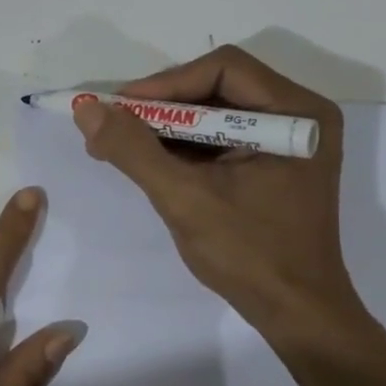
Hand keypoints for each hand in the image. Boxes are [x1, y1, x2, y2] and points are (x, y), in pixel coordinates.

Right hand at [72, 45, 380, 356]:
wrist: (297, 316)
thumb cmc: (250, 255)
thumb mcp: (185, 198)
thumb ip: (133, 150)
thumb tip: (86, 109)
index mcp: (297, 113)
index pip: (222, 69)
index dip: (165, 84)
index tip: (119, 109)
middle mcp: (299, 115)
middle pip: (217, 86)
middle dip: (161, 108)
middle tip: (113, 125)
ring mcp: (288, 141)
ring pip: (214, 112)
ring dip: (166, 128)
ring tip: (118, 145)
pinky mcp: (273, 163)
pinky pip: (220, 138)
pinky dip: (183, 147)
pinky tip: (147, 162)